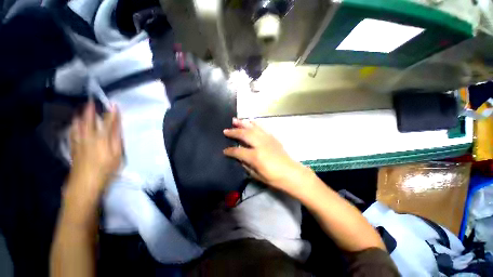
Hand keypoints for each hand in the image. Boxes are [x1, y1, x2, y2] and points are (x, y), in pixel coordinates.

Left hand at [68, 101, 121, 197]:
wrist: (84, 184)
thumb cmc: (105, 170)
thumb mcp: (116, 156)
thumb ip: (117, 141)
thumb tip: (117, 129)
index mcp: (102, 140)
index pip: (108, 124)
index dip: (111, 114)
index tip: (113, 105)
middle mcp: (89, 138)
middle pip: (89, 122)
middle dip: (91, 111)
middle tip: (90, 101)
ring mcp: (79, 143)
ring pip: (78, 127)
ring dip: (80, 117)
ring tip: (81, 110)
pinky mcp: (73, 149)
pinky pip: (72, 134)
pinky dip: (73, 128)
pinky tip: (73, 125)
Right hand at [223, 118, 312, 193]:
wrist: (291, 173)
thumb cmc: (274, 178)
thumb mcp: (257, 175)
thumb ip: (246, 165)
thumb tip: (239, 158)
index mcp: (255, 156)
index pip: (238, 151)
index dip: (230, 151)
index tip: (225, 150)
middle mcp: (260, 144)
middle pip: (244, 134)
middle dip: (234, 132)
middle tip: (226, 130)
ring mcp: (267, 139)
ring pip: (252, 128)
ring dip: (243, 123)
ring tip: (235, 120)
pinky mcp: (272, 137)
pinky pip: (262, 128)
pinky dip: (254, 124)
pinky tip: (250, 121)